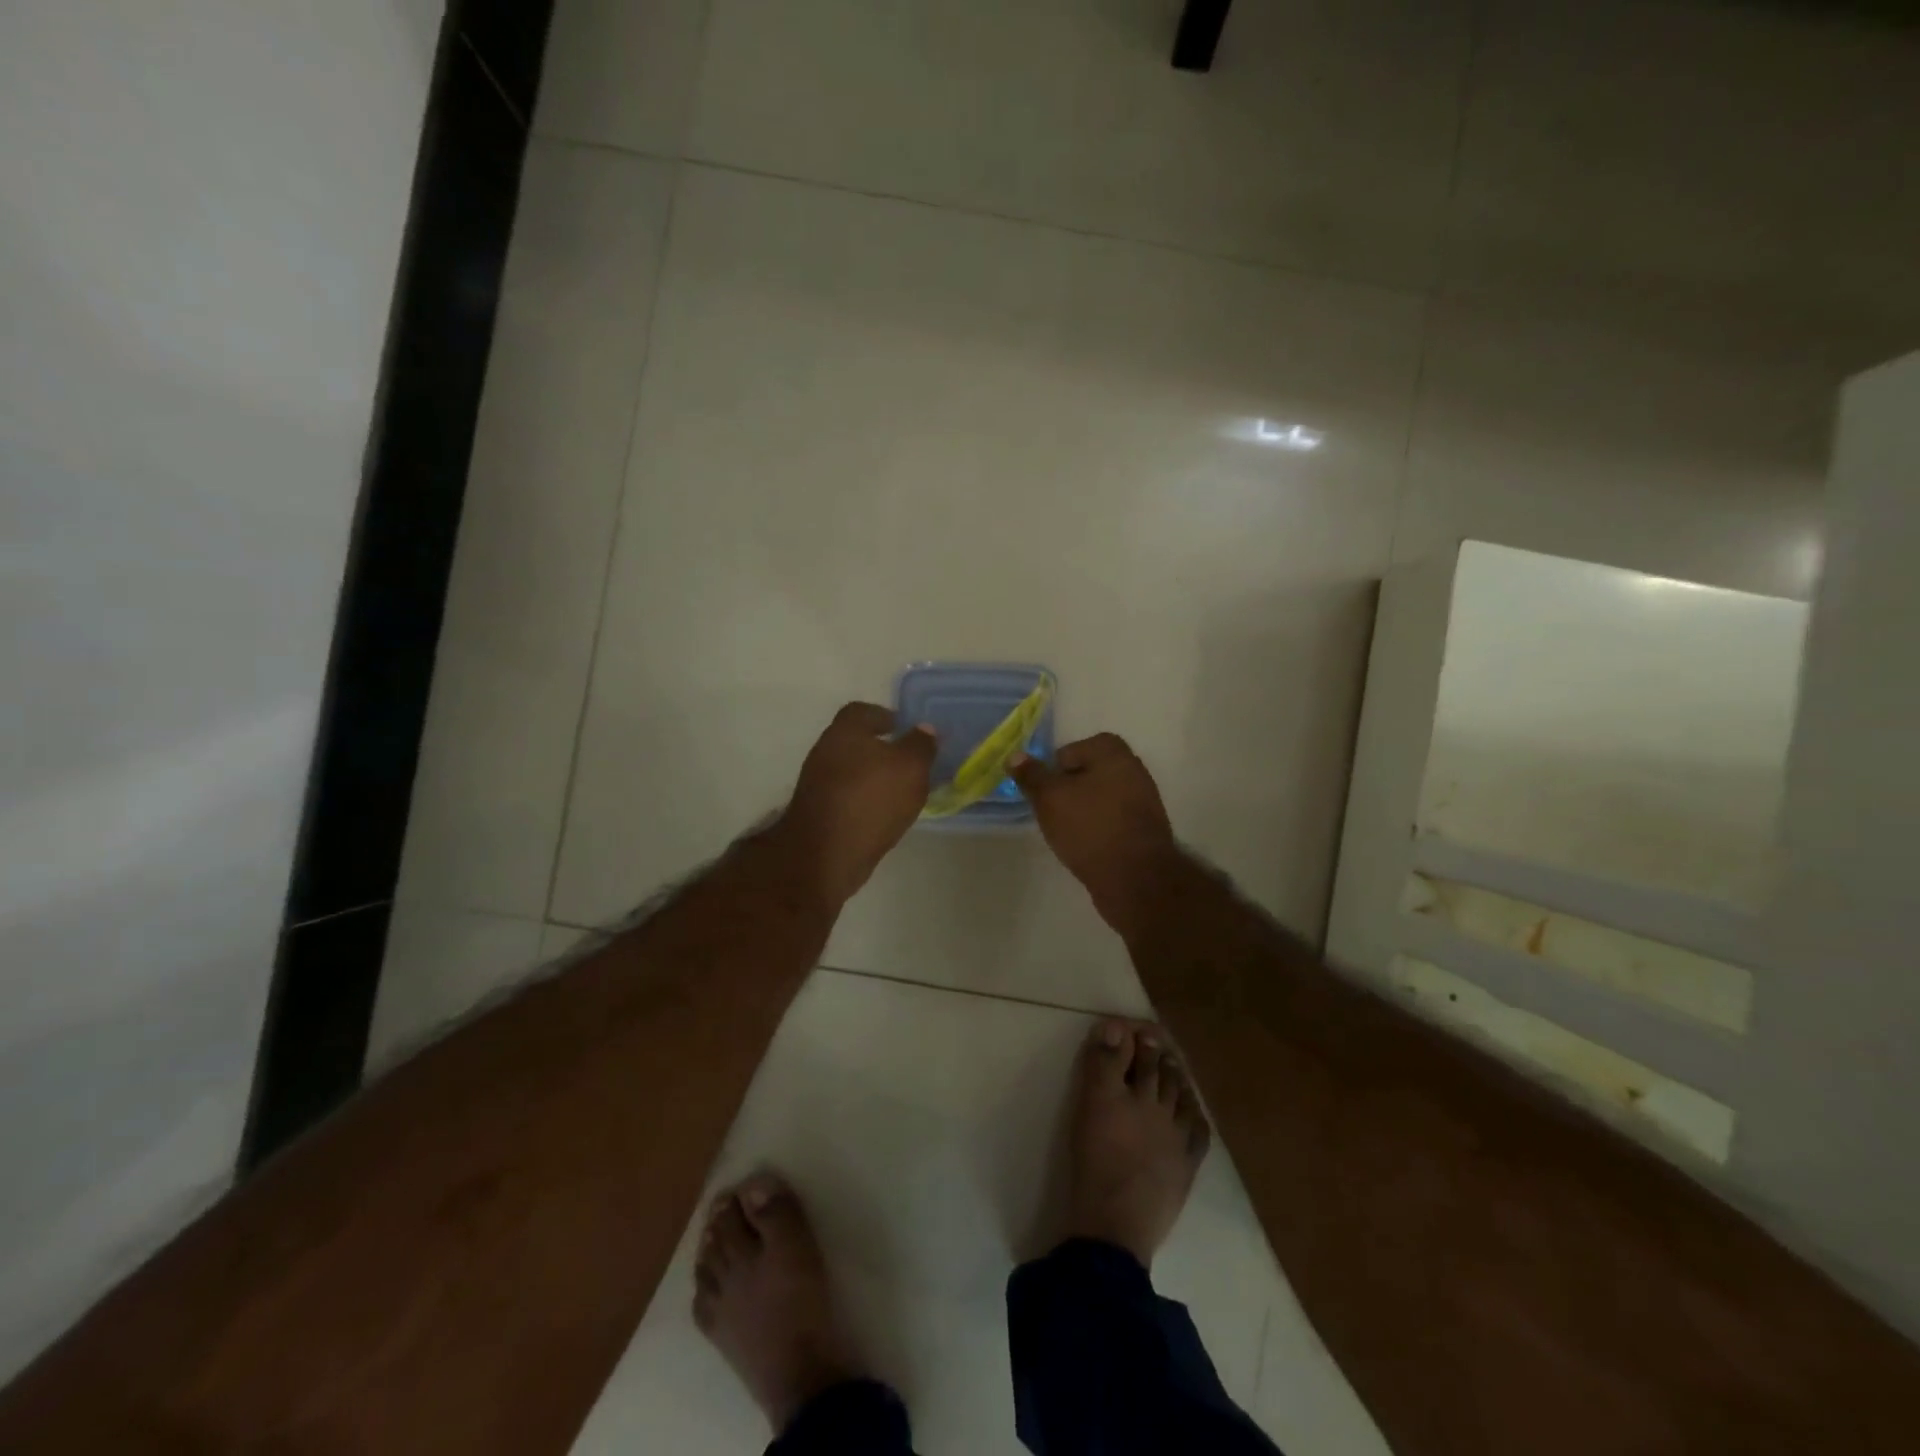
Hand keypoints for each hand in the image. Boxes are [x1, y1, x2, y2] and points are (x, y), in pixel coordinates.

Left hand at [779, 703, 936, 904]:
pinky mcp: (817, 812)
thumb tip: (925, 729)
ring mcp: (817, 783)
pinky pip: (846, 796)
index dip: (884, 716)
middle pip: (854, 741)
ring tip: (900, 790)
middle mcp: (825, 751)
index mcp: (845, 732)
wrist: (826, 854)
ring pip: (850, 770)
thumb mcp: (911, 767)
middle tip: (907, 761)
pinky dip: (863, 799)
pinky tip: (882, 813)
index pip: (862, 711)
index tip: (903, 727)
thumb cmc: (871, 799)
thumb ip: (920, 745)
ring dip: (872, 776)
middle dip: (880, 748)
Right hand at [1010, 734, 1178, 935]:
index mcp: (1113, 752)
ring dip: (1081, 811)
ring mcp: (1143, 799)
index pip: (1069, 751)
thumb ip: (1031, 775)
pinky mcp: (1145, 828)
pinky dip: (1097, 827)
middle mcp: (1133, 768)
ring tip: (1067, 833)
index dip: (1052, 771)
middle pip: (1086, 773)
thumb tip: (1015, 756)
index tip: (1043, 795)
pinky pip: (1112, 819)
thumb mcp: (1050, 798)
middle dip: (1066, 791)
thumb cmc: (1089, 828)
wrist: (1136, 878)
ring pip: (1099, 797)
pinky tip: (1086, 846)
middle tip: (1051, 813)